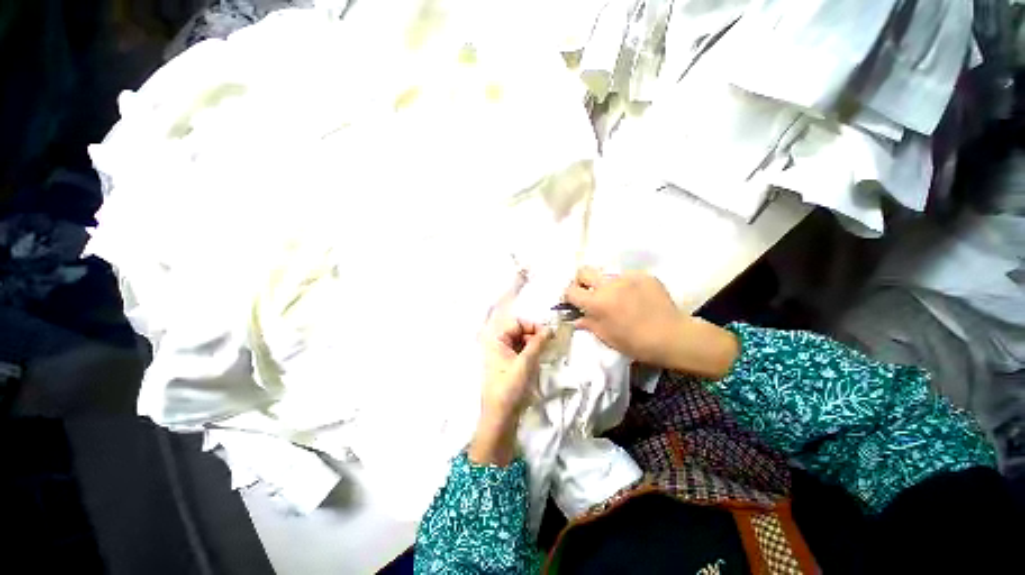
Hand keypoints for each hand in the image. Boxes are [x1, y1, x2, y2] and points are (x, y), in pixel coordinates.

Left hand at [470, 274, 550, 465]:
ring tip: (545, 352)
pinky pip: (521, 353)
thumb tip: (549, 329)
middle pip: (519, 331)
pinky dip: (530, 353)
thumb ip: (538, 342)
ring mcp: (502, 356)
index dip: (532, 326)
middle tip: (549, 344)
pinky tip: (539, 359)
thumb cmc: (510, 387)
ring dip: (534, 344)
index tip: (548, 334)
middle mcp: (498, 345)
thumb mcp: (526, 362)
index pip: (517, 323)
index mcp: (497, 340)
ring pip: (521, 342)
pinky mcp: (508, 367)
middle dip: (534, 335)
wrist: (500, 417)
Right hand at [564, 267, 737, 378]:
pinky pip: (626, 276)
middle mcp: (608, 285)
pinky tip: (635, 298)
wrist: (672, 336)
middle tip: (589, 293)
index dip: (569, 296)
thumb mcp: (607, 337)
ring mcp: (627, 277)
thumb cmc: (635, 343)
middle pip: (584, 271)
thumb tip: (576, 318)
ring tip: (617, 298)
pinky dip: (625, 285)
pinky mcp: (643, 275)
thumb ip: (588, 323)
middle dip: (581, 281)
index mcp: (596, 302)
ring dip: (605, 284)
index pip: (571, 291)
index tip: (574, 302)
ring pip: (606, 274)